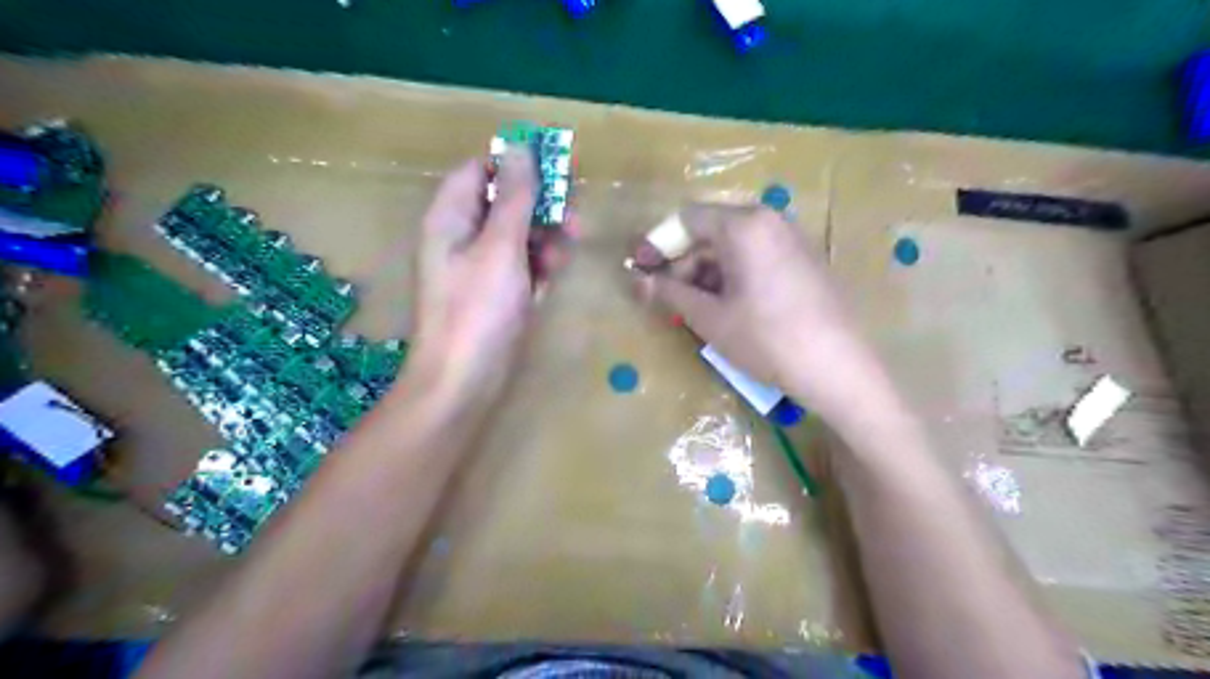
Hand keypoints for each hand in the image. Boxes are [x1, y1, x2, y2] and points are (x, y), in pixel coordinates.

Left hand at [406, 150, 557, 410]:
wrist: (464, 381)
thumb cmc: (478, 310)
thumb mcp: (500, 247)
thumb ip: (514, 198)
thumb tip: (519, 147)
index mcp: (450, 218)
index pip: (479, 171)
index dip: (514, 166)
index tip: (554, 172)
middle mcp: (462, 238)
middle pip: (503, 204)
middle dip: (539, 208)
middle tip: (572, 218)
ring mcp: (479, 269)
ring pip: (517, 236)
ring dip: (544, 239)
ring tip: (566, 252)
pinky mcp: (496, 295)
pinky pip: (520, 267)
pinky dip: (538, 267)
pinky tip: (552, 276)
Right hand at [635, 205, 895, 423]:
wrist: (839, 368)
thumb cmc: (767, 339)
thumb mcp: (710, 318)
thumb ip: (669, 293)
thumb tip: (636, 281)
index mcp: (744, 225)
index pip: (687, 219)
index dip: (658, 243)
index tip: (640, 269)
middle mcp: (769, 220)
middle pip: (712, 230)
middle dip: (684, 261)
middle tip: (667, 296)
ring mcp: (791, 238)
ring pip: (734, 245)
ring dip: (707, 271)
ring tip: (696, 308)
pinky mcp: (805, 258)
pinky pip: (757, 255)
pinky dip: (733, 274)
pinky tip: (728, 306)